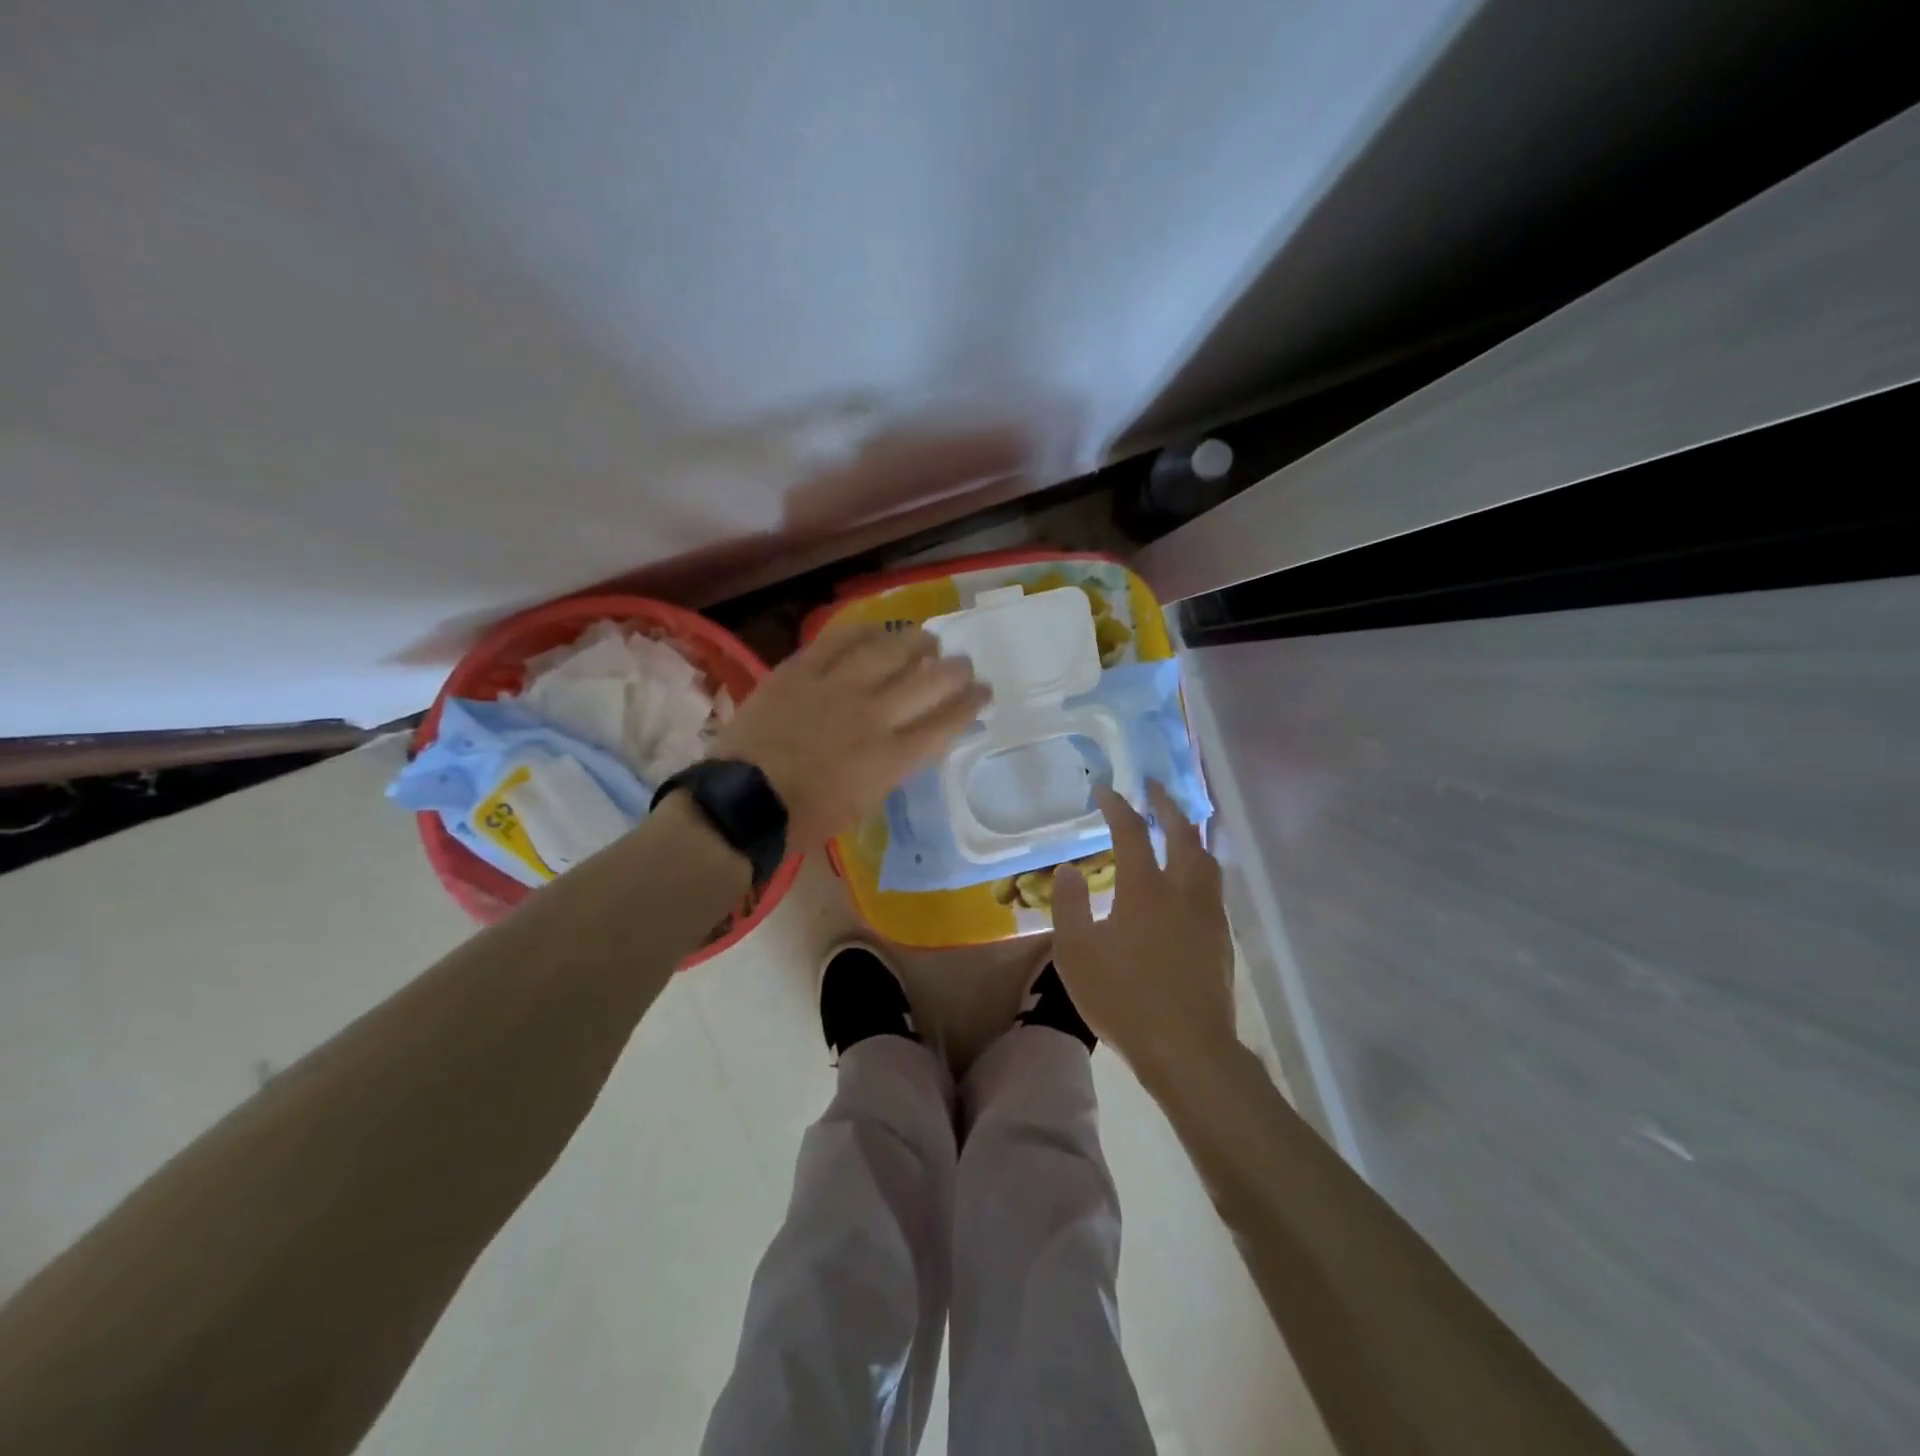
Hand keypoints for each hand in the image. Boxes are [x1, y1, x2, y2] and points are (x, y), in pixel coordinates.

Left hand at [711, 623, 989, 848]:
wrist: (744, 801)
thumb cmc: (806, 817)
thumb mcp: (865, 801)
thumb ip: (893, 766)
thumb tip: (909, 741)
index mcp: (892, 756)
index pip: (946, 721)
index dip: (971, 703)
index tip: (983, 692)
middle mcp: (874, 715)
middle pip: (929, 681)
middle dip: (955, 671)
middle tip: (963, 665)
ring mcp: (837, 687)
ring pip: (890, 650)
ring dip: (916, 642)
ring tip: (927, 640)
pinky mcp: (802, 670)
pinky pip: (839, 639)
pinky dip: (863, 631)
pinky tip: (876, 629)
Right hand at [1051, 782, 1235, 1081]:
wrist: (1187, 1048)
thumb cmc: (1123, 999)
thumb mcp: (1076, 953)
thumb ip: (1070, 905)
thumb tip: (1069, 868)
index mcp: (1145, 889)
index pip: (1131, 832)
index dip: (1116, 806)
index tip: (1104, 790)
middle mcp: (1182, 891)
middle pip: (1182, 833)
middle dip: (1166, 805)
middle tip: (1153, 787)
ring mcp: (1208, 914)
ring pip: (1206, 858)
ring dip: (1190, 833)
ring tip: (1179, 825)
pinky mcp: (1221, 938)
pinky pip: (1213, 885)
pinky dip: (1200, 864)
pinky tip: (1190, 879)